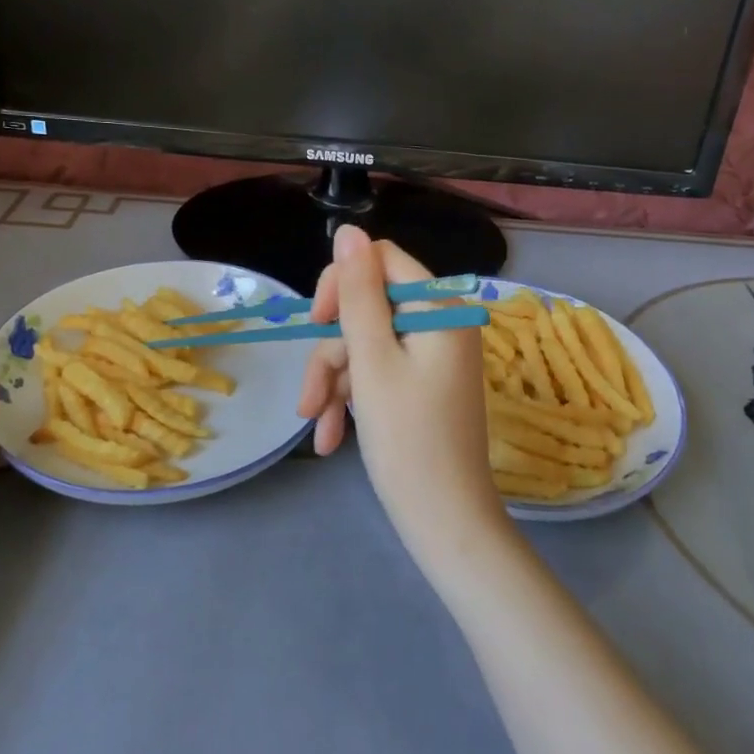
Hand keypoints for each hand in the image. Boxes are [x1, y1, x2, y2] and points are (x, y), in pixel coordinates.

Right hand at [297, 226, 506, 561]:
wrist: (445, 523)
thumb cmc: (408, 441)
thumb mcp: (372, 361)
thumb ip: (358, 293)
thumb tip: (349, 230)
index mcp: (440, 309)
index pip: (380, 261)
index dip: (341, 285)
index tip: (317, 324)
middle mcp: (441, 323)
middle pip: (367, 308)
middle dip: (332, 353)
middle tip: (308, 399)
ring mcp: (433, 355)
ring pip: (366, 344)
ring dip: (334, 383)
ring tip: (316, 428)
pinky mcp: (424, 383)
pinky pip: (379, 372)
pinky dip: (352, 399)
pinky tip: (330, 438)